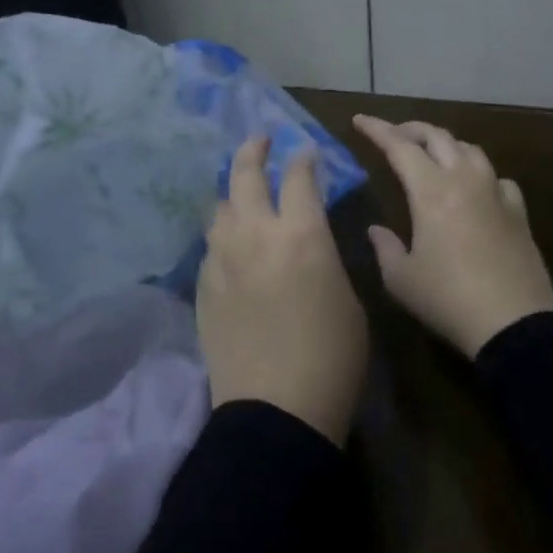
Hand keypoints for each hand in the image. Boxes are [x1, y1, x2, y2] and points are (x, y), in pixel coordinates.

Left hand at [197, 137, 367, 444]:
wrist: (276, 410)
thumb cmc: (332, 357)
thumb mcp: (348, 298)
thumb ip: (326, 256)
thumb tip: (310, 238)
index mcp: (302, 234)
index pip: (299, 177)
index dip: (303, 159)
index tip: (305, 152)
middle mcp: (257, 233)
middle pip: (246, 174)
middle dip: (254, 151)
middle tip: (260, 142)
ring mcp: (223, 258)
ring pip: (220, 206)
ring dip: (234, 193)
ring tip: (243, 194)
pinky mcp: (204, 285)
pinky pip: (211, 244)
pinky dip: (223, 234)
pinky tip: (231, 244)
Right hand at [352, 115, 552, 358]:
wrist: (514, 324)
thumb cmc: (448, 299)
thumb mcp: (401, 279)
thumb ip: (385, 247)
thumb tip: (376, 230)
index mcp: (430, 190)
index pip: (399, 146)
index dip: (377, 129)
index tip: (360, 120)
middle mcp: (464, 180)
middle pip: (437, 137)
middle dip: (411, 129)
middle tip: (393, 135)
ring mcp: (495, 193)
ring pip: (470, 150)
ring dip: (446, 144)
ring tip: (433, 154)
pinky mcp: (518, 212)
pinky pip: (498, 178)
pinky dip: (480, 173)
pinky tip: (477, 188)